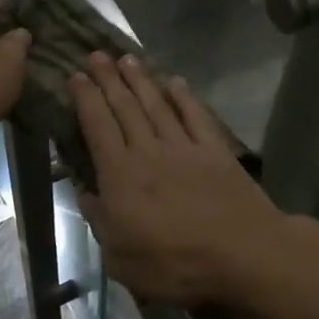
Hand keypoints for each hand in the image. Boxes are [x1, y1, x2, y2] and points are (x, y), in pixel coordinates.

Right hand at [69, 53, 293, 306]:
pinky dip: (184, 97)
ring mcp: (185, 147)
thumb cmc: (176, 264)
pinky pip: (196, 116)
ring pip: (157, 105)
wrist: (244, 254)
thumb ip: (100, 222)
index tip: (75, 76)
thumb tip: (85, 193)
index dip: (86, 99)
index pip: (98, 127)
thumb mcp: (122, 260)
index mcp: (121, 175)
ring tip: (127, 59)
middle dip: (108, 79)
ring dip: (141, 80)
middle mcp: (149, 151)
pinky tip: (175, 82)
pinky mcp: (215, 151)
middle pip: (125, 107)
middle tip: (97, 54)